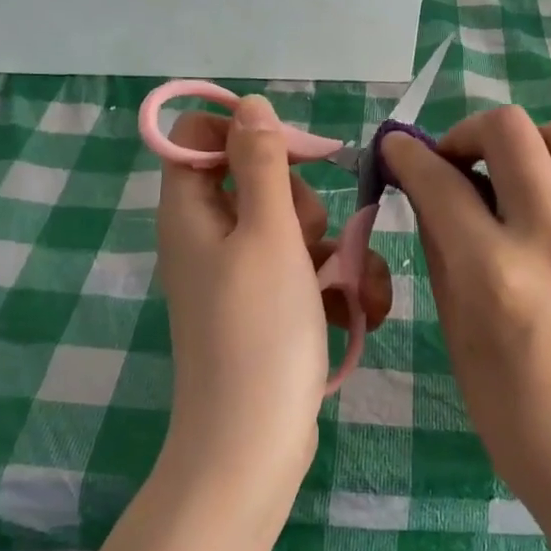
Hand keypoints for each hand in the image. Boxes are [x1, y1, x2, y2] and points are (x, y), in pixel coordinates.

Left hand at [156, 95, 391, 505]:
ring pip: (294, 229)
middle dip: (302, 204)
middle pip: (258, 181)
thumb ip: (261, 164)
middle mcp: (208, 238)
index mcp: (190, 211)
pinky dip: (333, 286)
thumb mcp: (268, 234)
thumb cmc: (259, 331)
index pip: (199, 137)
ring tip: (349, 289)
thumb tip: (250, 105)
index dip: (246, 133)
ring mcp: (239, 276)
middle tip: (308, 241)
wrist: (255, 444)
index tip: (294, 154)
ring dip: (333, 250)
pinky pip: (304, 272)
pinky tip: (359, 310)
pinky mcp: (267, 309)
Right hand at [383, 108, 550, 516]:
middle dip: (467, 132)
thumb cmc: (513, 412)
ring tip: (523, 178)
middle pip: (509, 131)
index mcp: (496, 275)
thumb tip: (428, 189)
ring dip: (533, 144)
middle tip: (460, 161)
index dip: (406, 155)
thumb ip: (440, 247)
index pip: (439, 182)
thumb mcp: (456, 331)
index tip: (398, 150)